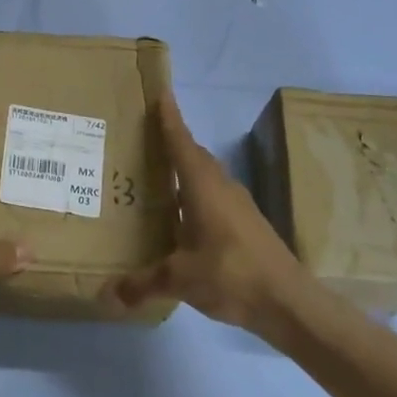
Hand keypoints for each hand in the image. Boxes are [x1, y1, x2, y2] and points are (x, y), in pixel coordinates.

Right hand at [110, 92, 308, 337]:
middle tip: (145, 138)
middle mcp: (221, 187)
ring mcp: (238, 205)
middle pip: (194, 155)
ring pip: (207, 176)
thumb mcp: (180, 279)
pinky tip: (183, 218)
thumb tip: (106, 295)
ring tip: (158, 177)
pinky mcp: (247, 224)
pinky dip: (196, 196)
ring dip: (186, 170)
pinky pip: (215, 196)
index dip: (169, 118)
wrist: (290, 302)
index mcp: (203, 186)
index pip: (181, 142)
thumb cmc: (231, 274)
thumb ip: (142, 284)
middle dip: (173, 143)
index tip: (160, 94)